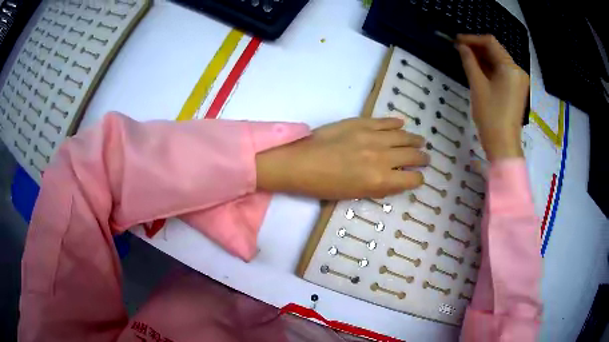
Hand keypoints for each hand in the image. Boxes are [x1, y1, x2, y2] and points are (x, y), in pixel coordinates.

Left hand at [256, 118, 428, 198]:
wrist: (298, 163)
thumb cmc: (323, 186)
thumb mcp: (355, 194)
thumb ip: (379, 186)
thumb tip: (394, 179)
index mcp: (380, 180)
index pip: (411, 179)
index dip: (418, 179)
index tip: (418, 178)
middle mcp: (382, 157)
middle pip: (412, 156)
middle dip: (422, 158)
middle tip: (425, 158)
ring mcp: (372, 136)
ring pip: (403, 136)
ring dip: (414, 139)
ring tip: (420, 141)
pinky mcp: (361, 122)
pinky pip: (385, 121)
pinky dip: (395, 123)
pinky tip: (401, 124)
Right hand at [455, 34, 528, 160]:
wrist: (503, 145)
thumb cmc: (490, 115)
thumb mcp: (477, 85)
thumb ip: (469, 61)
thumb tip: (461, 46)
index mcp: (510, 67)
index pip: (491, 43)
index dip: (472, 39)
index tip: (456, 40)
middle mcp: (518, 71)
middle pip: (496, 51)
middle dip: (477, 48)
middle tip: (459, 48)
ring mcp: (519, 81)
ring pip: (499, 62)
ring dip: (483, 58)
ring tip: (465, 57)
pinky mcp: (516, 90)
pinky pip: (502, 73)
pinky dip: (490, 69)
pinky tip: (478, 69)